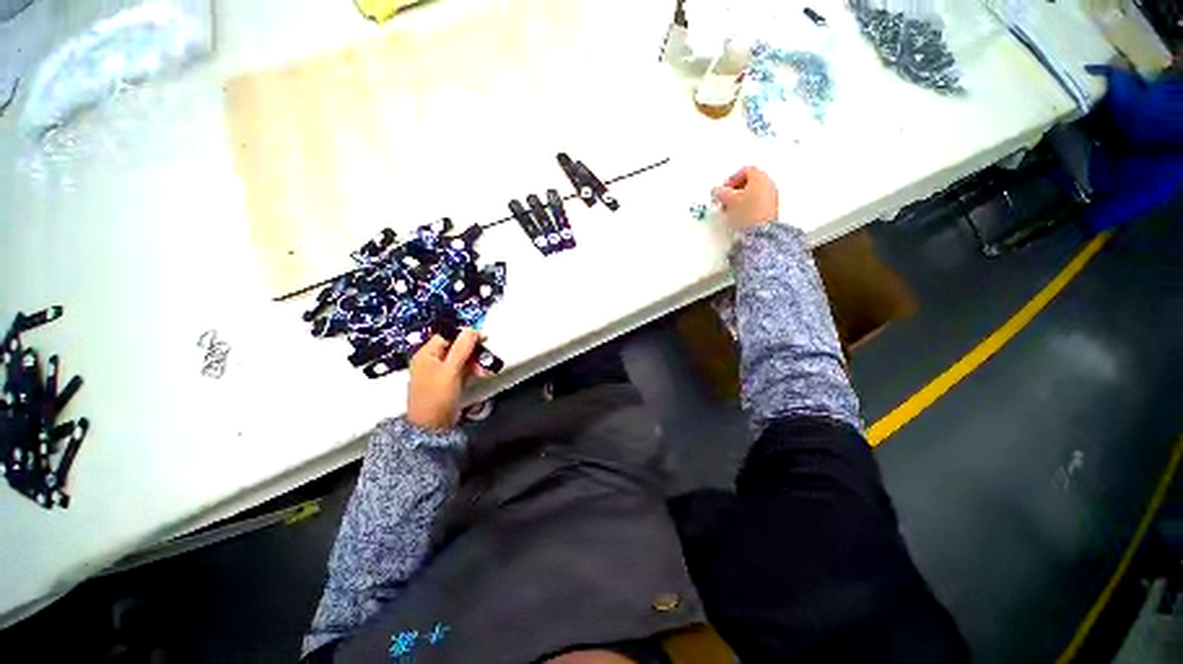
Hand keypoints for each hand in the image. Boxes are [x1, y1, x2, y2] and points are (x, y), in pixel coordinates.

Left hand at [406, 329, 482, 429]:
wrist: (432, 428)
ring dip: (474, 361)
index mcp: (427, 354)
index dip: (466, 335)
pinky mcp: (447, 382)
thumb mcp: (451, 370)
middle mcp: (431, 361)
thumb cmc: (438, 397)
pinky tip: (479, 374)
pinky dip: (470, 370)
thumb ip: (462, 348)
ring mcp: (439, 372)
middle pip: (455, 347)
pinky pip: (461, 370)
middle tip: (486, 356)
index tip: (483, 338)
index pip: (448, 335)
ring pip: (460, 359)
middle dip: (472, 351)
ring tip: (483, 370)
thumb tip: (471, 329)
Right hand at [712, 166, 778, 229]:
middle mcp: (768, 184)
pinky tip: (739, 217)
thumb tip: (716, 191)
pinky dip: (746, 208)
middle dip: (734, 191)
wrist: (760, 231)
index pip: (744, 171)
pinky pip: (756, 204)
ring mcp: (771, 197)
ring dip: (739, 201)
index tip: (723, 189)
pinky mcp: (770, 210)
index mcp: (760, 176)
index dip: (730, 179)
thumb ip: (720, 192)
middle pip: (748, 182)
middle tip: (725, 200)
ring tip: (730, 211)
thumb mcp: (729, 200)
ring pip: (752, 194)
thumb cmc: (748, 212)